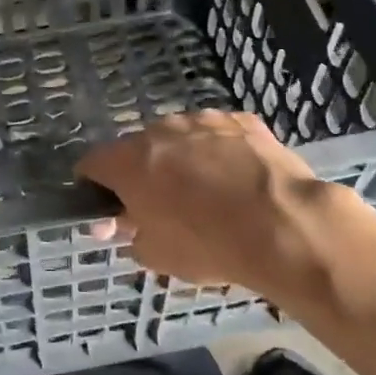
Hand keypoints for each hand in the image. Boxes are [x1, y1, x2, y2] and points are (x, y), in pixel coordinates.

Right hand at [75, 111, 337, 295]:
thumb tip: (112, 225)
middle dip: (142, 172)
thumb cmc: (209, 244)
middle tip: (160, 205)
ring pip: (179, 137)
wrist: (283, 224)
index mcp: (129, 161)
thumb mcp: (157, 254)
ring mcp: (202, 119)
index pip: (92, 163)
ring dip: (181, 159)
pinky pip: (218, 134)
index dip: (93, 185)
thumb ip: (127, 234)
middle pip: (137, 148)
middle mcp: (159, 130)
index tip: (106, 206)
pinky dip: (219, 152)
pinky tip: (238, 179)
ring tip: (206, 193)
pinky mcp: (241, 120)